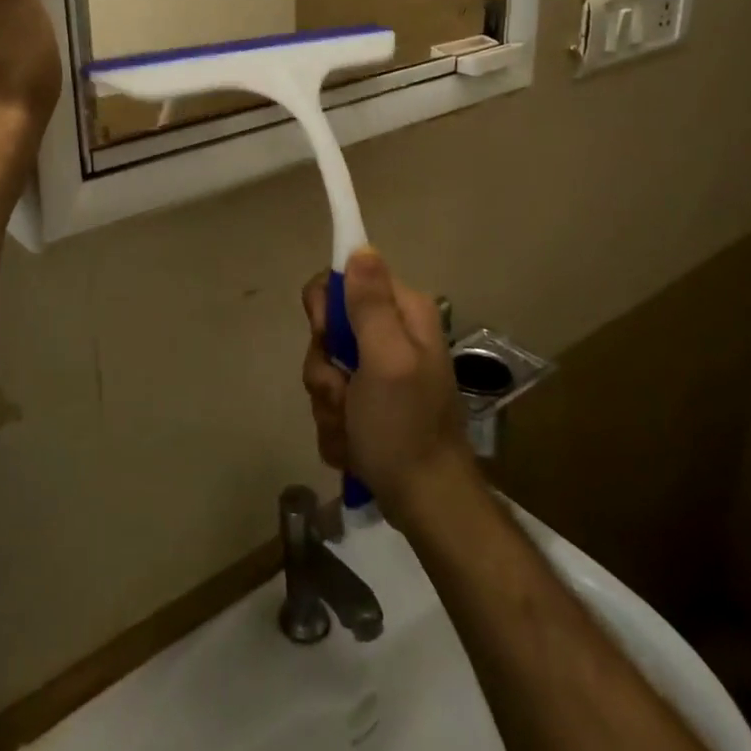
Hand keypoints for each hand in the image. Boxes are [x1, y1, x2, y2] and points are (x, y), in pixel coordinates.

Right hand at [301, 248, 476, 527]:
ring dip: (329, 404)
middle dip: (325, 369)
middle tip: (344, 393)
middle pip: (327, 330)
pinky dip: (337, 426)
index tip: (328, 337)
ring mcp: (378, 371)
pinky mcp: (369, 403)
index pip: (343, 279)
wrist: (426, 503)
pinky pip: (331, 401)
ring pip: (324, 369)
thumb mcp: (386, 360)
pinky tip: (356, 445)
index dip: (325, 309)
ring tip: (354, 428)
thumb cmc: (405, 428)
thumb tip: (360, 248)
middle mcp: (391, 334)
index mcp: (402, 313)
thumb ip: (369, 304)